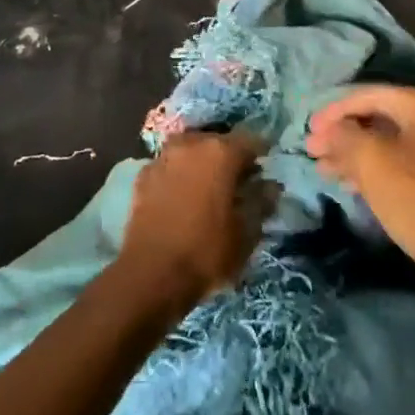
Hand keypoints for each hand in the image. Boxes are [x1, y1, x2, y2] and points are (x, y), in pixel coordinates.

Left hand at [117, 132, 269, 314]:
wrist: (150, 273)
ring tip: (208, 189)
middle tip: (237, 183)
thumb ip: (261, 202)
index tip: (264, 173)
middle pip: (218, 142)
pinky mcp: (143, 174)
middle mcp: (191, 143)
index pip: (251, 141)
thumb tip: (270, 186)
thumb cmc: (206, 252)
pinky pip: (170, 166)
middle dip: (230, 158)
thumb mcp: (246, 233)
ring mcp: (163, 156)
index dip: (260, 156)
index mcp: (221, 152)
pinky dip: (179, 175)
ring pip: (191, 150)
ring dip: (202, 163)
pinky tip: (182, 197)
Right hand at [307, 85, 414, 289]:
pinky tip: (346, 183)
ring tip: (322, 168)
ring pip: (384, 144)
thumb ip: (343, 136)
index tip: (309, 130)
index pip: (368, 95)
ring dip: (351, 154)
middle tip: (312, 150)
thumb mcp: (370, 159)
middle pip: (376, 118)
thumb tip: (329, 130)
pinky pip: (395, 165)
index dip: (334, 111)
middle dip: (342, 134)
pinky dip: (369, 170)